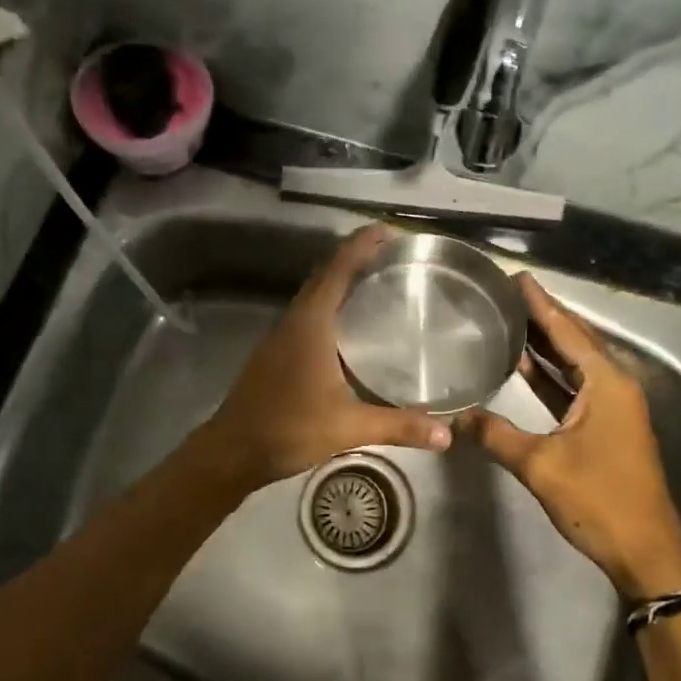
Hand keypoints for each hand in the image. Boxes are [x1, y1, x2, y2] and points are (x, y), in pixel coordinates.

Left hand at [198, 224, 451, 491]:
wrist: (232, 450)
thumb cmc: (289, 428)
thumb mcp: (349, 427)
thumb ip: (399, 425)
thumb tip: (448, 433)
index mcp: (312, 322)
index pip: (339, 267)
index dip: (363, 243)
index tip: (391, 230)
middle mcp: (296, 318)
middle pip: (328, 273)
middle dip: (358, 257)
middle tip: (396, 256)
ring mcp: (282, 334)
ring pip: (317, 293)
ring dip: (343, 280)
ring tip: (380, 282)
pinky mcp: (278, 350)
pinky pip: (310, 313)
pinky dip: (333, 304)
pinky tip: (352, 326)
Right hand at [461, 275, 680, 599]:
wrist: (645, 552)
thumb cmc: (598, 501)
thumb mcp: (541, 466)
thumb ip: (496, 435)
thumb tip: (455, 417)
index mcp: (607, 383)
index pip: (568, 331)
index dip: (541, 304)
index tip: (518, 278)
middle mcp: (615, 386)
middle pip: (575, 340)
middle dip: (543, 317)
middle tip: (509, 293)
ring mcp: (614, 407)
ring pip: (575, 364)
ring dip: (546, 345)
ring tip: (511, 319)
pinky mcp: (607, 427)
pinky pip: (575, 387)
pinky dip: (551, 375)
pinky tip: (525, 366)